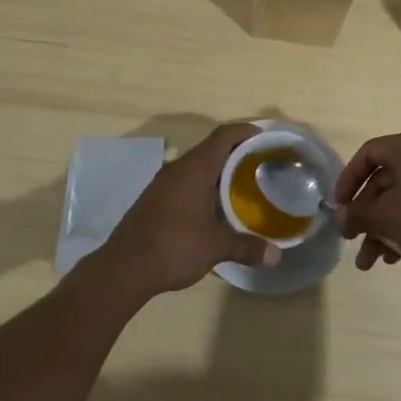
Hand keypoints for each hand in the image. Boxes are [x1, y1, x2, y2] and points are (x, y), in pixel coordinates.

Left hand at [100, 124, 281, 296]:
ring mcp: (162, 184)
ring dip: (218, 173)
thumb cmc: (174, 246)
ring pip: (196, 167)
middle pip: (211, 149)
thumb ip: (247, 247)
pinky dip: (203, 187)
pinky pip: (185, 183)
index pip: (224, 135)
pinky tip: (214, 208)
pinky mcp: (154, 200)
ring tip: (242, 187)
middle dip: (236, 154)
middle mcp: (178, 168)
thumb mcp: (216, 246)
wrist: (124, 268)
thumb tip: (276, 257)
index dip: (245, 132)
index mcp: (195, 168)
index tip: (265, 138)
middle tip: (260, 165)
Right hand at [333, 130, 400, 285]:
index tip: (338, 206)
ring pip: (400, 200)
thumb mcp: (385, 218)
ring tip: (369, 262)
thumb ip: (357, 214)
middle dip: (364, 214)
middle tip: (351, 239)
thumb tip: (341, 216)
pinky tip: (393, 259)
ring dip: (380, 229)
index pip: (368, 154)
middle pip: (383, 180)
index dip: (348, 179)